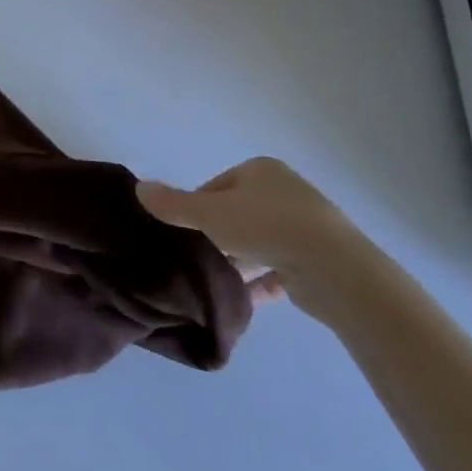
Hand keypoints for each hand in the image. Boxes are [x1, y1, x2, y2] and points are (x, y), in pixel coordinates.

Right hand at [137, 158, 386, 326]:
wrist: (332, 267)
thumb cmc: (265, 226)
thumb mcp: (210, 213)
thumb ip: (174, 204)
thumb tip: (139, 188)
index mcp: (261, 171)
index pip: (216, 186)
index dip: (196, 209)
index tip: (184, 233)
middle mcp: (284, 192)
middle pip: (237, 214)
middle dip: (218, 237)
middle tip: (198, 259)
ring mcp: (304, 226)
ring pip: (259, 243)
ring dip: (239, 261)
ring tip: (216, 282)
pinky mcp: (316, 260)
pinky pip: (279, 270)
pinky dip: (261, 283)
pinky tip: (242, 300)